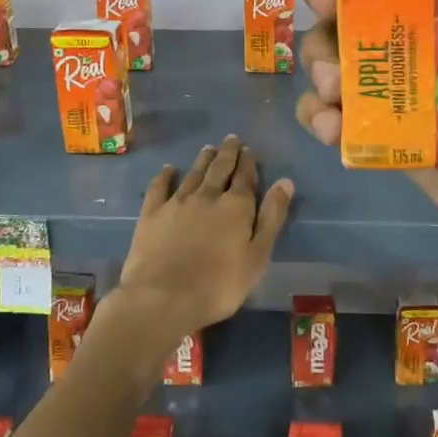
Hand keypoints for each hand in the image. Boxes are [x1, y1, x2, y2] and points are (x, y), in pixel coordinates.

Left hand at [116, 135, 295, 335]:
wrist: (163, 297)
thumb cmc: (218, 285)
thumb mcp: (257, 257)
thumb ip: (272, 218)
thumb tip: (285, 182)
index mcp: (236, 206)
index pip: (245, 177)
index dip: (248, 163)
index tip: (249, 150)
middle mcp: (207, 196)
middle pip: (219, 169)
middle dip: (227, 153)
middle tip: (231, 139)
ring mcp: (177, 202)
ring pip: (193, 173)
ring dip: (203, 159)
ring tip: (208, 148)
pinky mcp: (152, 214)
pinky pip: (159, 187)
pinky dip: (165, 176)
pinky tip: (168, 169)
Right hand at [297, 0, 437, 307]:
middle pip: (370, 10)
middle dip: (335, 5)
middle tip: (326, 11)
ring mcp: (418, 100)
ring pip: (349, 62)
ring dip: (321, 61)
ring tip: (329, 89)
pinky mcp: (401, 145)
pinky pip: (351, 120)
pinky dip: (326, 117)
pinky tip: (328, 127)